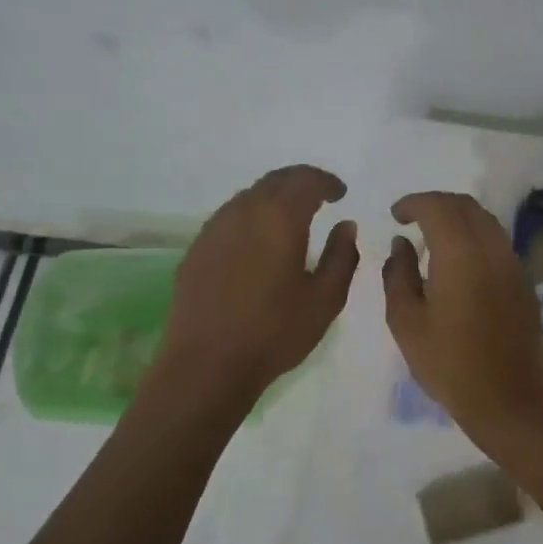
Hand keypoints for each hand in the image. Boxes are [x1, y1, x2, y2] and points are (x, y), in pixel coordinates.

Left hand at [157, 166, 358, 399]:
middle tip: (319, 197)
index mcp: (279, 217)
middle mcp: (243, 211)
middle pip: (274, 181)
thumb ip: (342, 256)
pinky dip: (251, 218)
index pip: (305, 180)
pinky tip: (258, 243)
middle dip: (300, 182)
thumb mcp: (325, 299)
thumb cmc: (275, 332)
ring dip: (273, 199)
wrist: (207, 363)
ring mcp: (214, 229)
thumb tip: (346, 226)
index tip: (340, 193)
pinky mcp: (196, 249)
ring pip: (248, 197)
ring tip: (290, 219)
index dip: (326, 181)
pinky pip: (229, 219)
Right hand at [383, 191, 542, 445]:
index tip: (395, 215)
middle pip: (465, 205)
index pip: (437, 206)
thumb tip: (401, 244)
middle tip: (411, 220)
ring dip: (457, 218)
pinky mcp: (522, 280)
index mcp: (460, 254)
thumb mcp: (406, 321)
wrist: (505, 396)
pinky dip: (474, 236)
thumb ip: (398, 274)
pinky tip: (458, 261)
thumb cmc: (447, 363)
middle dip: (435, 204)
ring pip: (485, 220)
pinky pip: (497, 241)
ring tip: (433, 237)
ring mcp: (512, 263)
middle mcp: (491, 249)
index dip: (413, 203)